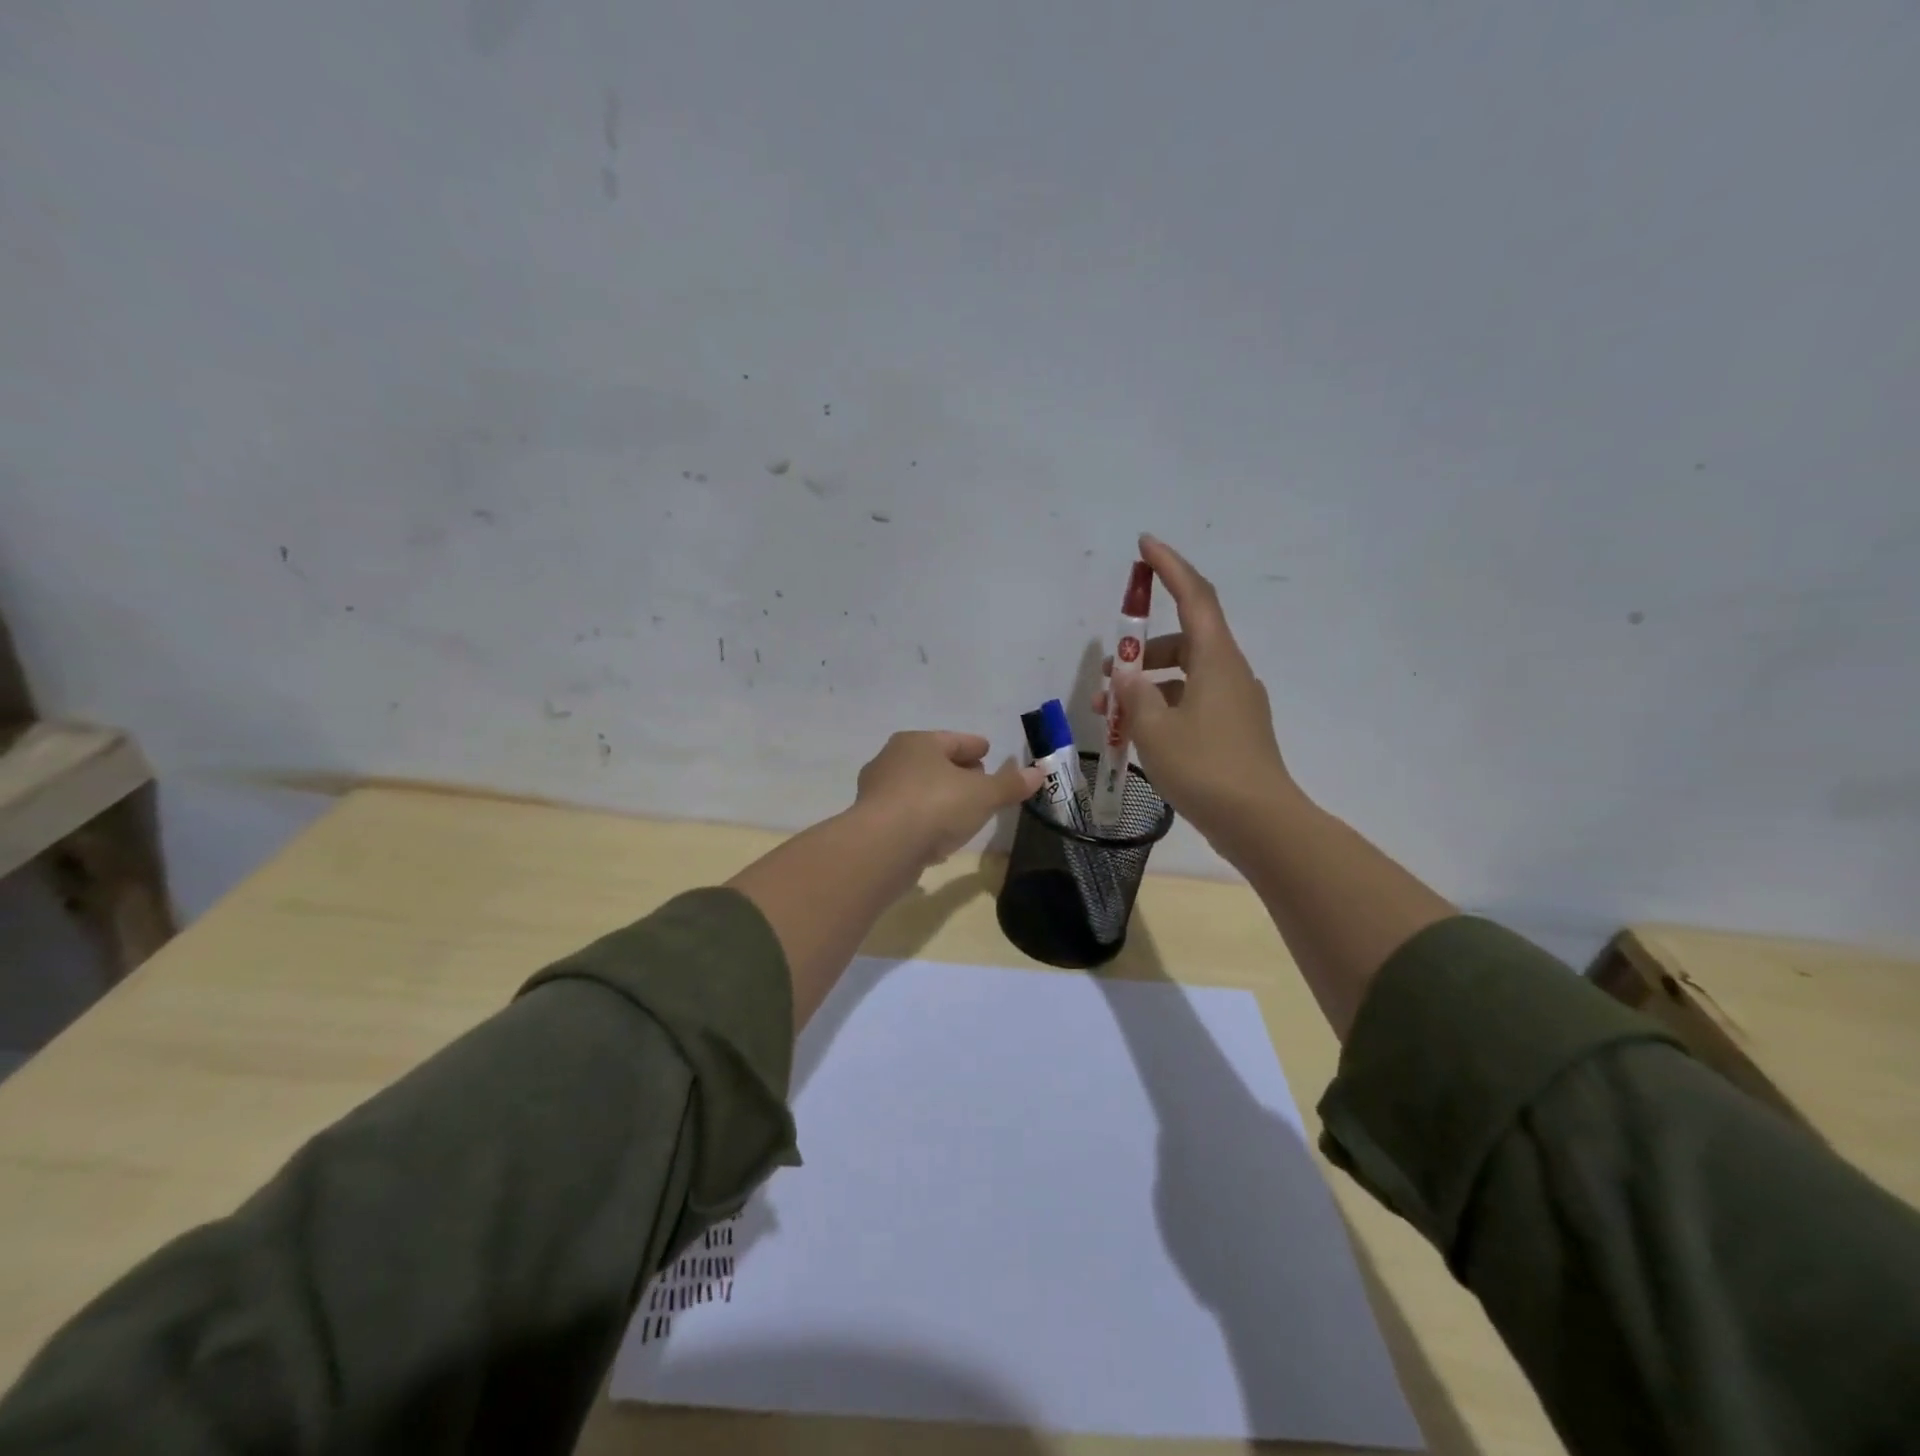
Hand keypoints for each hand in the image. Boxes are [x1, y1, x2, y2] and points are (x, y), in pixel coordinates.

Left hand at [854, 730, 1044, 866]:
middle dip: (956, 770)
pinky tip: (936, 835)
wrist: (882, 847)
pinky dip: (922, 819)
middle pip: (932, 761)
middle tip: (979, 782)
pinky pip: (906, 814)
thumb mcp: (983, 795)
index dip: (974, 746)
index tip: (987, 751)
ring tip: (961, 811)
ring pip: (916, 788)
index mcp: (917, 743)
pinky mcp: (870, 823)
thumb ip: (1010, 785)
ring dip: (938, 796)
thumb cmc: (936, 806)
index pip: (953, 740)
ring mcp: (877, 792)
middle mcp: (892, 760)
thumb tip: (1038, 773)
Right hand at [1093, 535, 1295, 850]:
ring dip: (1146, 686)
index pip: (1194, 597)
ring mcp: (1236, 703)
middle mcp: (1230, 672)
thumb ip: (1134, 693)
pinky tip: (1139, 736)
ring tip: (1110, 714)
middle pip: (1184, 641)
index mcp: (1216, 660)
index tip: (1144, 545)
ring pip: (1184, 677)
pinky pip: (1192, 703)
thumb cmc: (1205, 767)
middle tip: (1106, 673)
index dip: (1170, 567)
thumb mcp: (1154, 728)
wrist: (1260, 822)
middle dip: (1142, 650)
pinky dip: (1163, 707)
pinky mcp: (1234, 731)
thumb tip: (1125, 673)